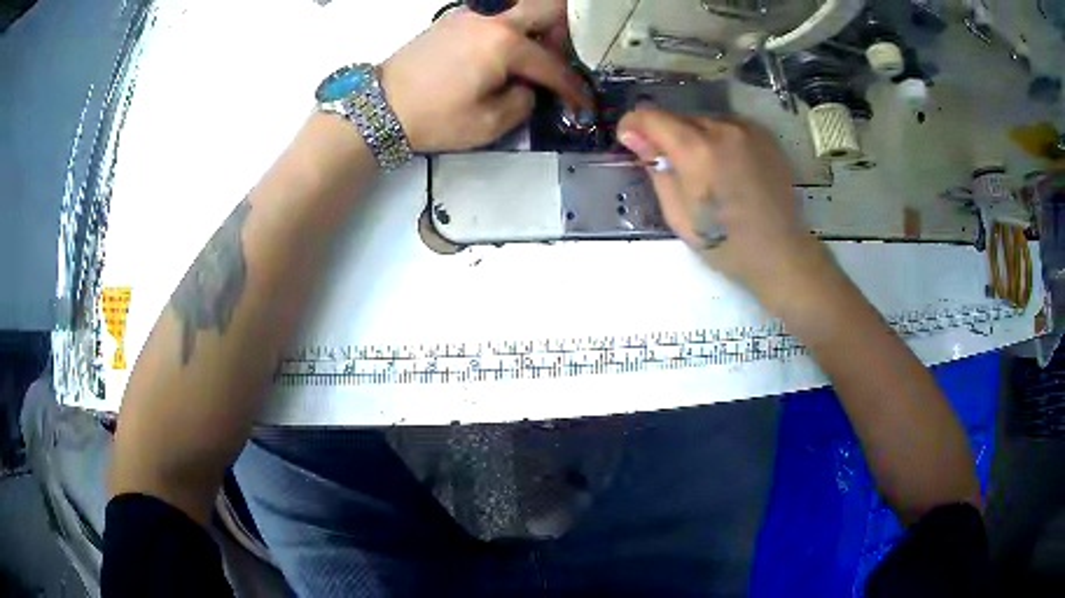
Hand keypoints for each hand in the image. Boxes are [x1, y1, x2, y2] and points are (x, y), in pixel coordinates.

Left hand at [381, 0, 591, 152]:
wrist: (380, 106)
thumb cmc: (434, 118)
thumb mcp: (489, 123)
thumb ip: (524, 101)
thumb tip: (530, 87)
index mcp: (504, 43)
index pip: (553, 64)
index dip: (574, 88)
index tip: (585, 104)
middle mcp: (494, 17)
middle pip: (550, 8)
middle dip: (566, 35)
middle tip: (561, 62)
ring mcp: (473, 12)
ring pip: (524, 5)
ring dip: (540, 26)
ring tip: (535, 56)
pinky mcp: (457, 17)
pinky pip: (499, 12)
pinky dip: (515, 25)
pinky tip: (508, 49)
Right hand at [618, 109, 830, 299]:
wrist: (781, 252)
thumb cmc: (726, 244)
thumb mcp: (679, 215)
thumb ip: (656, 169)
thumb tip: (633, 137)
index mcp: (697, 151)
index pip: (651, 118)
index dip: (633, 126)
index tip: (630, 142)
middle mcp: (722, 129)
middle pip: (679, 118)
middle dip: (666, 136)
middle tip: (672, 167)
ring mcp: (747, 129)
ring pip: (704, 121)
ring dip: (694, 138)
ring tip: (705, 171)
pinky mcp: (765, 135)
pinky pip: (728, 127)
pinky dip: (719, 140)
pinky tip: (727, 167)